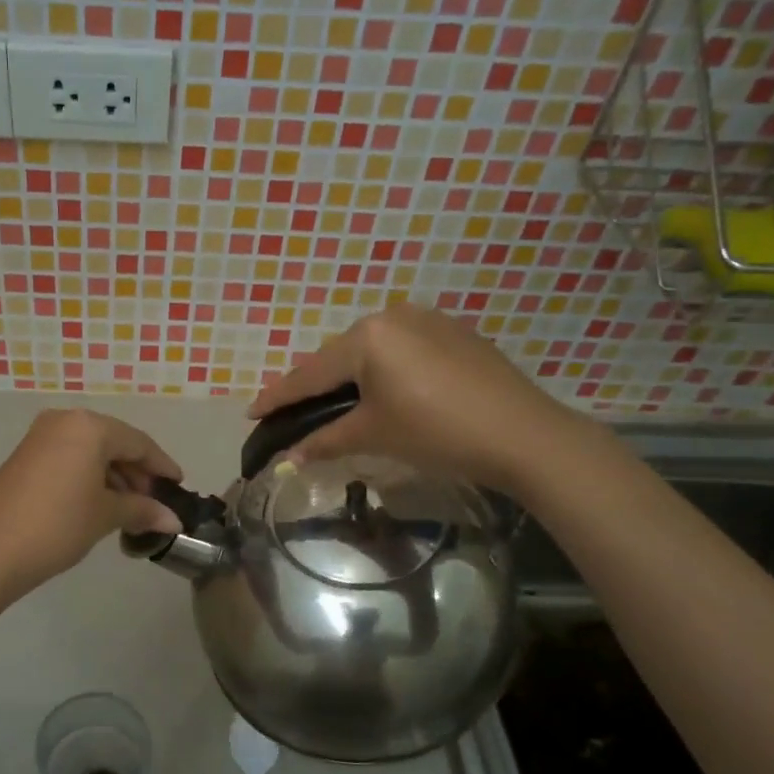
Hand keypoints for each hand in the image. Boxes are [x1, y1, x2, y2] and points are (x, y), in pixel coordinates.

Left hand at [0, 409, 184, 595]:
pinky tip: (98, 504)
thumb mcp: (106, 516)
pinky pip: (68, 459)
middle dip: (136, 473)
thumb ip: (143, 510)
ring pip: (89, 451)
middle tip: (153, 503)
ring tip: (129, 510)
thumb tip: (173, 520)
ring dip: (113, 477)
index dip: (162, 466)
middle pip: (113, 443)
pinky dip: (88, 477)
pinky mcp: (24, 457)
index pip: (138, 442)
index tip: (179, 486)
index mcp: (89, 426)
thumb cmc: (57, 525)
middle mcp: (64, 421)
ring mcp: (39, 437)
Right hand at [248, 305, 602, 497]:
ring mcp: (428, 320)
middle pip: (339, 357)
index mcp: (367, 336)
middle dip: (314, 386)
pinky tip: (384, 394)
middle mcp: (393, 315)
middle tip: (292, 413)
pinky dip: (384, 373)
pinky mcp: (455, 334)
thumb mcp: (374, 435)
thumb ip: (325, 441)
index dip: (279, 397)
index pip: (310, 372)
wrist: (523, 434)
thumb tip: (288, 458)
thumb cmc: (437, 432)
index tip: (251, 412)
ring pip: (372, 352)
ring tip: (334, 405)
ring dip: (349, 378)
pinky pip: (402, 351)